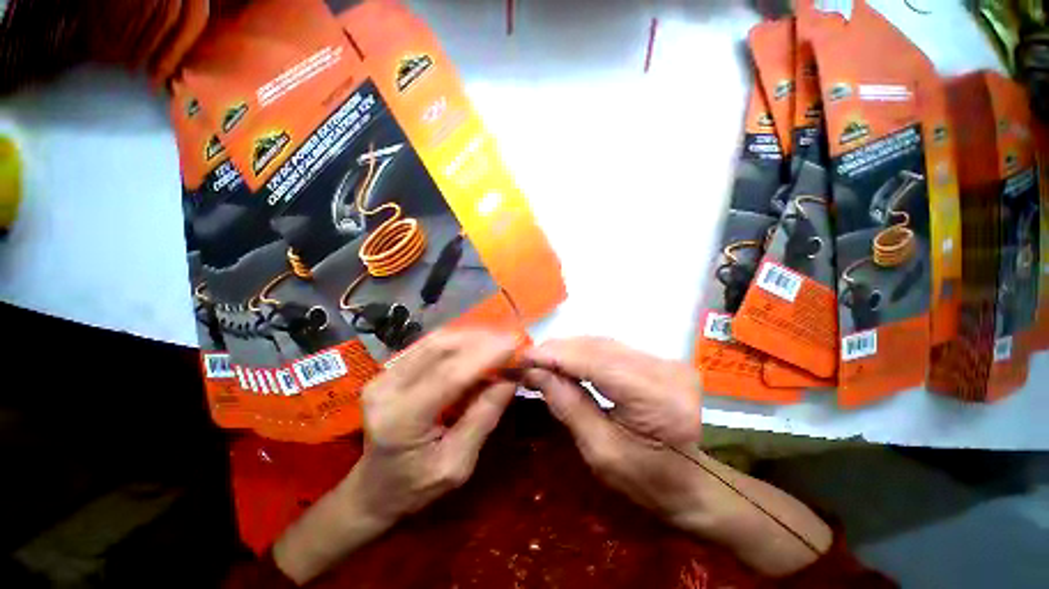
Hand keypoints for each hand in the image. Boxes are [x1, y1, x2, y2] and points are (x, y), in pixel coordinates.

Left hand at [353, 329, 518, 520]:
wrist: (373, 489)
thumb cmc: (416, 486)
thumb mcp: (458, 464)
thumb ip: (483, 418)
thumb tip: (510, 379)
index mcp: (402, 420)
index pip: (449, 375)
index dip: (485, 355)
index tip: (514, 343)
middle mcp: (387, 389)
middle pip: (440, 348)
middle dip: (480, 340)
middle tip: (509, 342)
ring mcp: (383, 376)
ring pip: (434, 341)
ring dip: (470, 337)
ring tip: (496, 342)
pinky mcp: (388, 370)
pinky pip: (427, 345)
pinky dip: (456, 341)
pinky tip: (475, 346)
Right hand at [521, 337, 703, 521]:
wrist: (691, 484)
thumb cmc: (648, 481)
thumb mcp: (600, 451)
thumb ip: (568, 405)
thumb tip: (535, 372)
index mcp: (658, 397)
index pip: (596, 362)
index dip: (556, 355)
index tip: (523, 357)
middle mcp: (666, 369)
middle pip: (599, 347)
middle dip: (558, 350)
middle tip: (527, 359)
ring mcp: (665, 361)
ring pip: (603, 343)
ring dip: (569, 349)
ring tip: (541, 360)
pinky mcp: (659, 360)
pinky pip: (611, 349)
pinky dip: (584, 353)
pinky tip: (565, 360)